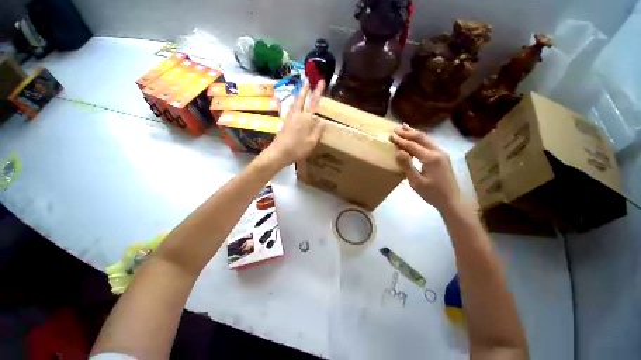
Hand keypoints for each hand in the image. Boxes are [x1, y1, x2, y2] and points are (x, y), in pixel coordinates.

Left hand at [264, 80, 325, 167]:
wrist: (279, 153)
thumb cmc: (297, 149)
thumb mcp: (312, 142)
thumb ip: (318, 131)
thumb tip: (323, 121)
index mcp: (306, 119)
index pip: (313, 103)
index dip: (318, 92)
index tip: (321, 81)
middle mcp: (297, 115)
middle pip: (301, 98)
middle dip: (305, 88)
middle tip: (307, 79)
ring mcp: (289, 118)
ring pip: (295, 102)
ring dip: (299, 94)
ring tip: (302, 89)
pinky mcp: (285, 122)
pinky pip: (291, 108)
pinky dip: (295, 103)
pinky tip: (295, 104)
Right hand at [390, 124, 459, 212]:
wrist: (451, 201)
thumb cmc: (432, 193)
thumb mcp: (416, 182)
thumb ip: (407, 165)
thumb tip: (398, 152)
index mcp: (431, 158)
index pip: (412, 146)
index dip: (401, 140)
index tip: (391, 135)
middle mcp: (438, 152)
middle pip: (421, 138)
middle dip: (407, 132)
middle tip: (396, 128)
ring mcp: (442, 154)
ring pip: (426, 139)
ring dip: (414, 133)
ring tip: (405, 127)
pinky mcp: (442, 157)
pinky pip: (429, 144)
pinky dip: (420, 139)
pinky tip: (416, 138)